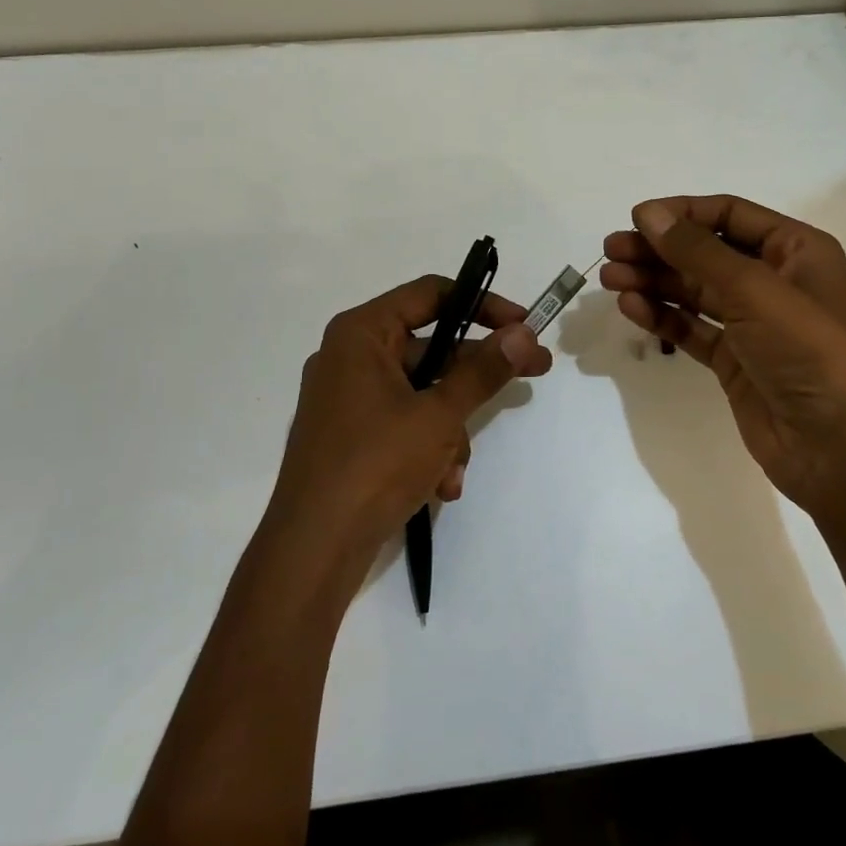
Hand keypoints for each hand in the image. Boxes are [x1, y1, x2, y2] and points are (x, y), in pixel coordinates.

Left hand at [267, 276, 552, 564]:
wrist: (312, 551)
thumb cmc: (375, 465)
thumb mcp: (438, 415)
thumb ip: (483, 371)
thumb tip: (523, 333)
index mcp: (361, 333)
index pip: (432, 294)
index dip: (484, 305)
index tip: (524, 324)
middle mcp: (350, 356)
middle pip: (431, 347)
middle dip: (476, 377)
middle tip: (533, 374)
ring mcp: (347, 398)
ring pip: (422, 392)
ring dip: (450, 428)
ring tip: (456, 468)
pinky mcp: (349, 435)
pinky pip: (402, 422)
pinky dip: (427, 447)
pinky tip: (440, 485)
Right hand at [600, 195, 845, 516]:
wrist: (839, 449)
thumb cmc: (807, 351)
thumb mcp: (754, 290)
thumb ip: (696, 250)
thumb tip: (647, 213)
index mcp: (796, 250)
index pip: (730, 214)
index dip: (682, 214)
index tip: (636, 218)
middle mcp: (775, 280)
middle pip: (706, 252)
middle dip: (658, 249)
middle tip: (611, 250)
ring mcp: (754, 323)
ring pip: (694, 290)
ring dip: (653, 281)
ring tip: (611, 279)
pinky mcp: (735, 360)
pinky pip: (692, 327)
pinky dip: (662, 316)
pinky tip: (631, 307)